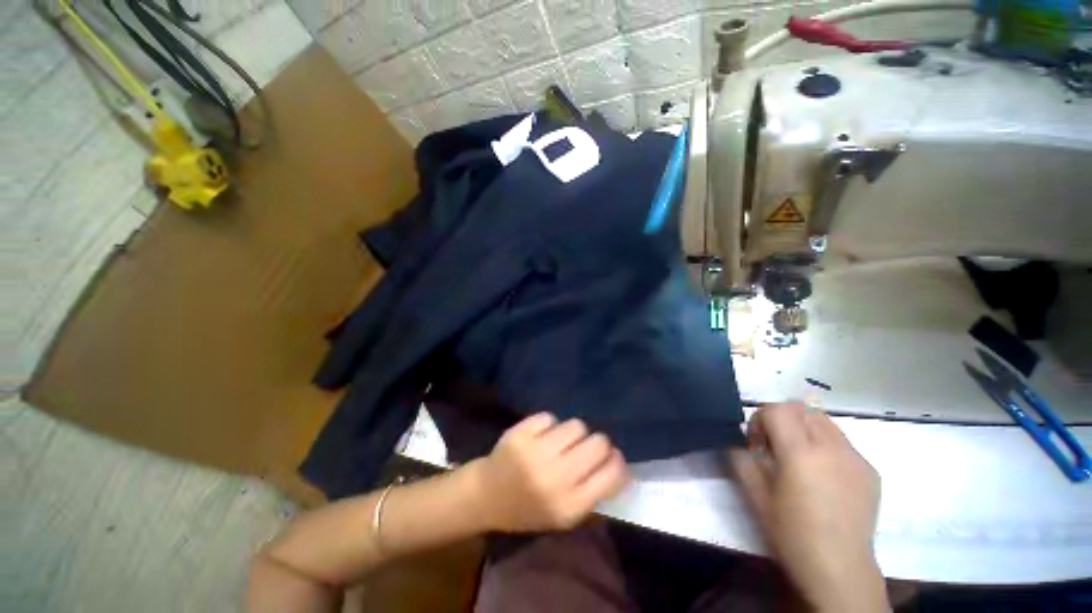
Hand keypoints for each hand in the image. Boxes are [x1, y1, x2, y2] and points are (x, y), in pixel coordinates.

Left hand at [467, 413, 629, 532]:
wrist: (485, 496)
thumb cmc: (528, 510)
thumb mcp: (563, 517)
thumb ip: (592, 493)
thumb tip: (619, 464)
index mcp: (568, 506)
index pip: (611, 474)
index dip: (617, 462)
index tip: (612, 458)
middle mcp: (554, 478)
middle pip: (597, 443)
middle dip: (598, 443)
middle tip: (587, 447)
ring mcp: (535, 453)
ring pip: (576, 425)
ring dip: (573, 433)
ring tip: (561, 441)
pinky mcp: (520, 433)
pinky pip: (550, 417)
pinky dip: (549, 425)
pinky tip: (541, 436)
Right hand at [730, 403, 887, 612]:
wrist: (840, 569)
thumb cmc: (792, 534)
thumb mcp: (755, 496)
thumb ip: (741, 459)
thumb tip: (738, 439)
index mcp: (801, 454)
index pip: (777, 409)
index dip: (760, 418)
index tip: (757, 442)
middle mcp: (831, 448)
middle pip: (801, 408)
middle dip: (782, 418)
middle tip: (775, 446)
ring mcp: (855, 458)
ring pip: (824, 420)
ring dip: (804, 427)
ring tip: (799, 457)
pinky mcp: (870, 470)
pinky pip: (842, 441)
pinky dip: (825, 444)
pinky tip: (822, 474)